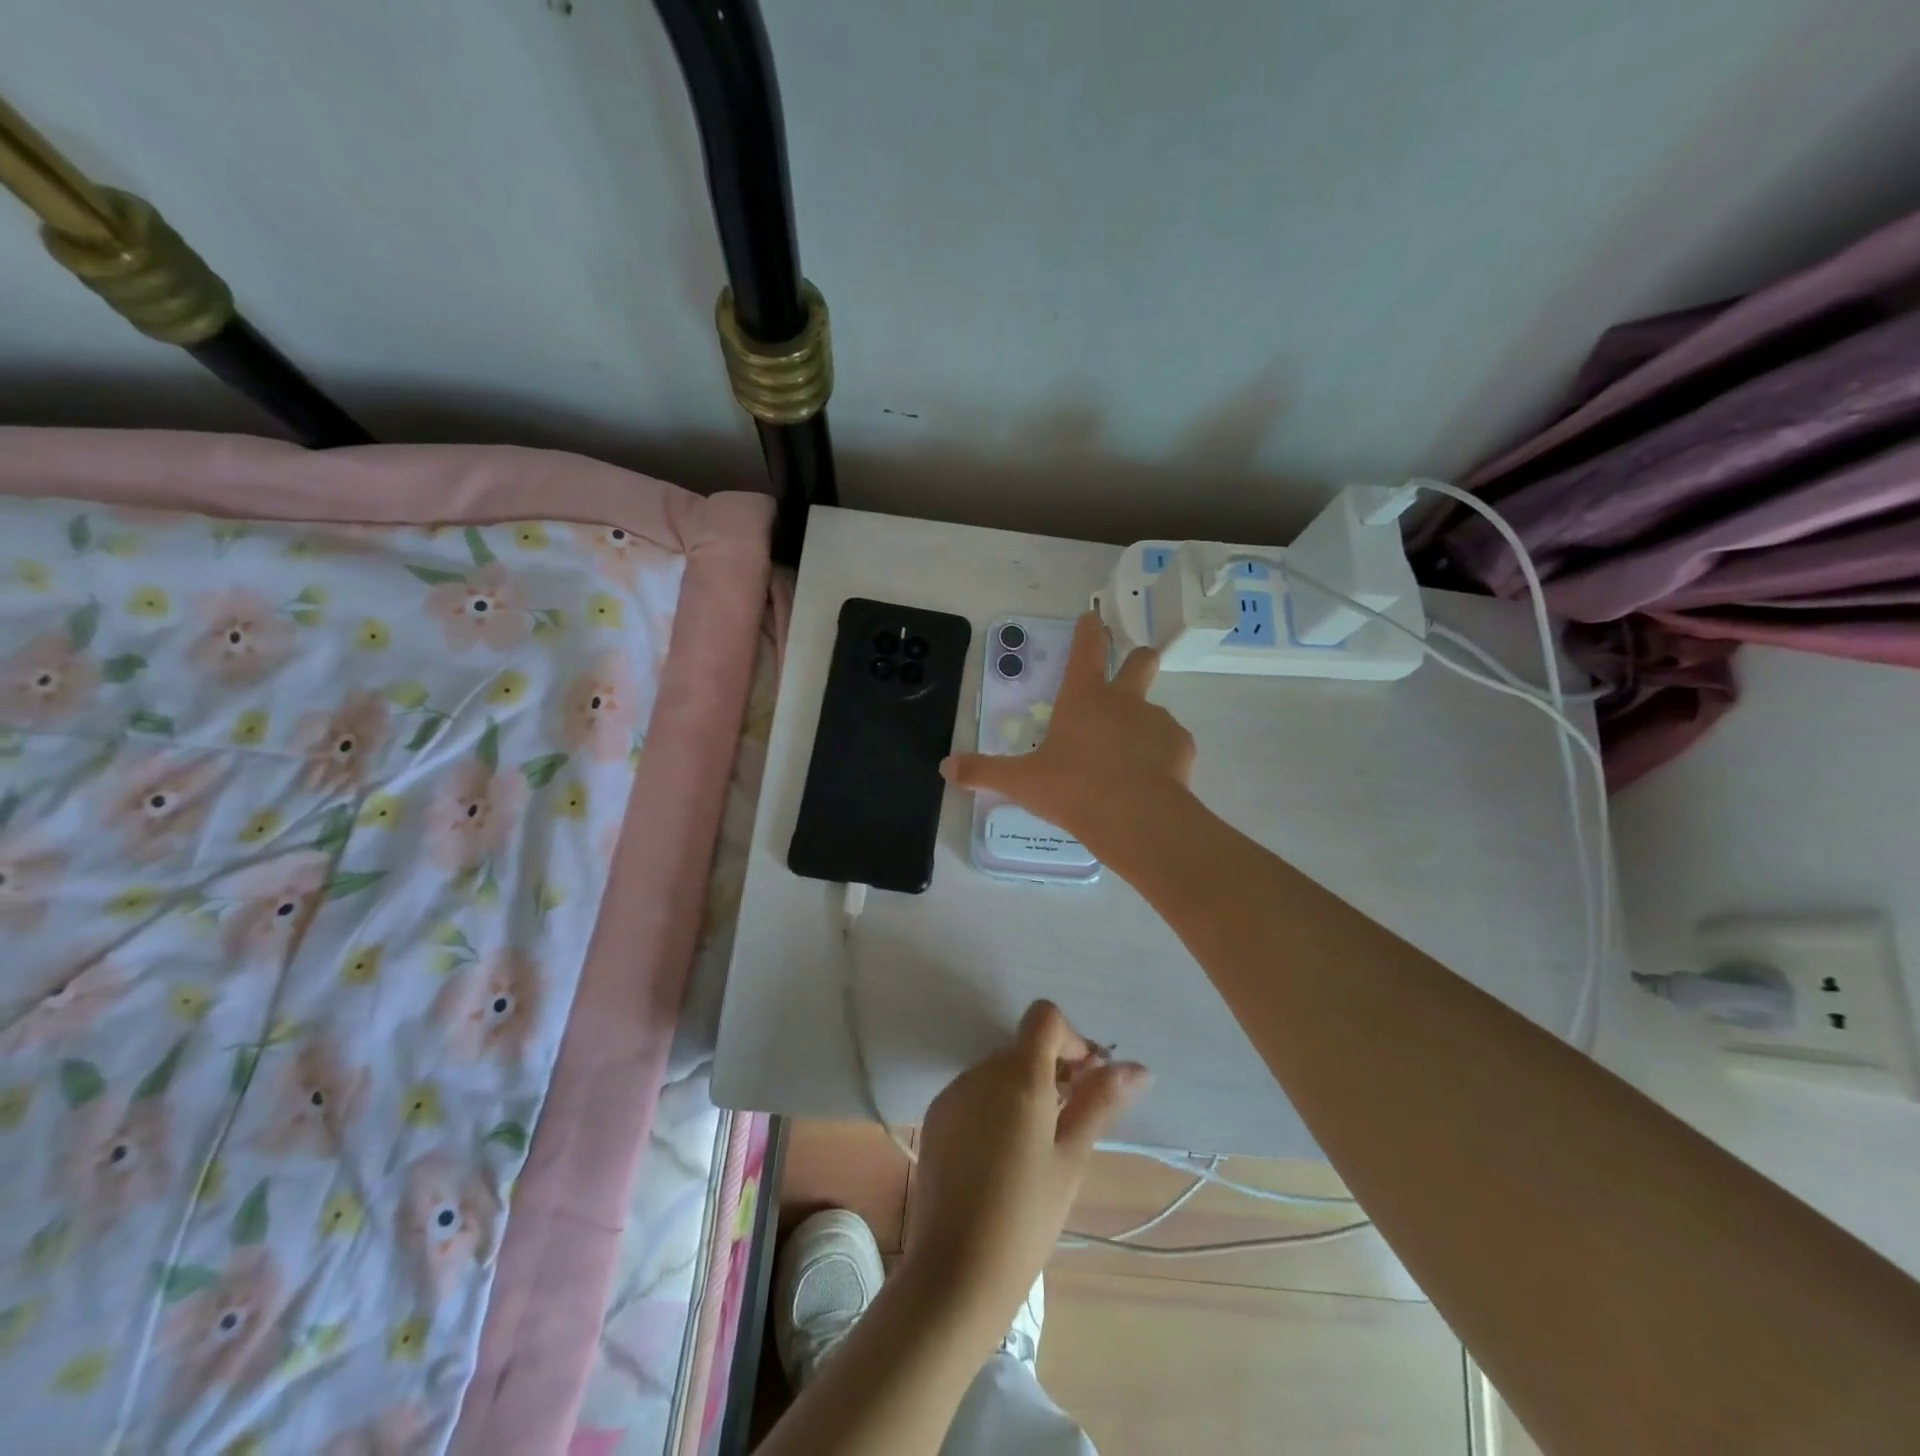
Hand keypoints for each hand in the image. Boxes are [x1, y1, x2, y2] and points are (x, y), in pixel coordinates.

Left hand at [903, 1000, 1148, 1331]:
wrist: (954, 1272)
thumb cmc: (1026, 1218)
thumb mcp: (1072, 1159)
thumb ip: (1100, 1102)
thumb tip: (1137, 1067)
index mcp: (1018, 1076)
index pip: (1044, 1018)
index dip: (1072, 1039)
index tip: (1087, 1081)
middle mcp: (980, 1072)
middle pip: (1023, 1046)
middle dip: (1054, 1068)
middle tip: (1073, 1120)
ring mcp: (953, 1093)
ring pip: (999, 1069)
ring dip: (1025, 1087)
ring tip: (1040, 1145)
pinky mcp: (936, 1116)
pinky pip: (975, 1092)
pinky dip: (996, 1105)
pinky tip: (1004, 1155)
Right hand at [942, 611, 1194, 858]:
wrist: (1136, 818)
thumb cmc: (1073, 790)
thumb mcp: (1022, 782)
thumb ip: (984, 772)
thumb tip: (945, 767)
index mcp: (1083, 698)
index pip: (1086, 648)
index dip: (1088, 629)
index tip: (1092, 616)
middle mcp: (1123, 699)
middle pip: (1141, 659)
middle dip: (1136, 659)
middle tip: (1129, 675)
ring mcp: (1157, 719)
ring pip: (1154, 709)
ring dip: (1142, 724)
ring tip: (1128, 762)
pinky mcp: (1181, 745)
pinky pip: (1170, 743)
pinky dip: (1160, 755)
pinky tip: (1149, 781)